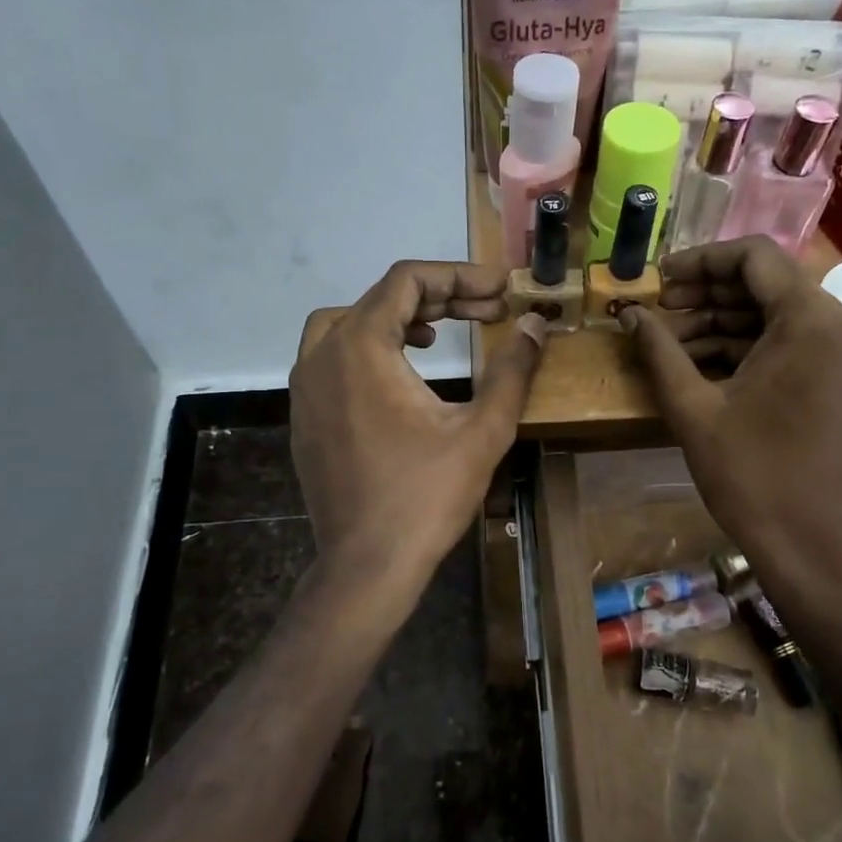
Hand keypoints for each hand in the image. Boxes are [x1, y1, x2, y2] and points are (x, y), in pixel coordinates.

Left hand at [291, 261, 545, 590]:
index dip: (460, 276)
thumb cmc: (426, 495)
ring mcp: (305, 387)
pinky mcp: (304, 416)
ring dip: (396, 318)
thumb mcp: (483, 430)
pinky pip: (332, 358)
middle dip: (438, 298)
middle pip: (379, 298)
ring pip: (347, 324)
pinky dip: (368, 348)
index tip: (500, 289)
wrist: (366, 565)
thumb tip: (538, 324)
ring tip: (438, 332)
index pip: (408, 281)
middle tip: (487, 312)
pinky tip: (401, 376)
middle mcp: (322, 355)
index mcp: (361, 346)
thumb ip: (513, 369)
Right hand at [621, 238, 841, 605]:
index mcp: (814, 321)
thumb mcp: (693, 408)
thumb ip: (659, 349)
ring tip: (673, 342)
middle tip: (660, 313)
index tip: (660, 281)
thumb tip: (630, 314)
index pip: (755, 256)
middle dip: (709, 295)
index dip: (700, 261)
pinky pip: (800, 340)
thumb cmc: (749, 476)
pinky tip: (706, 361)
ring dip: (728, 322)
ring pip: (782, 313)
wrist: (811, 544)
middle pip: (770, 283)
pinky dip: (755, 345)